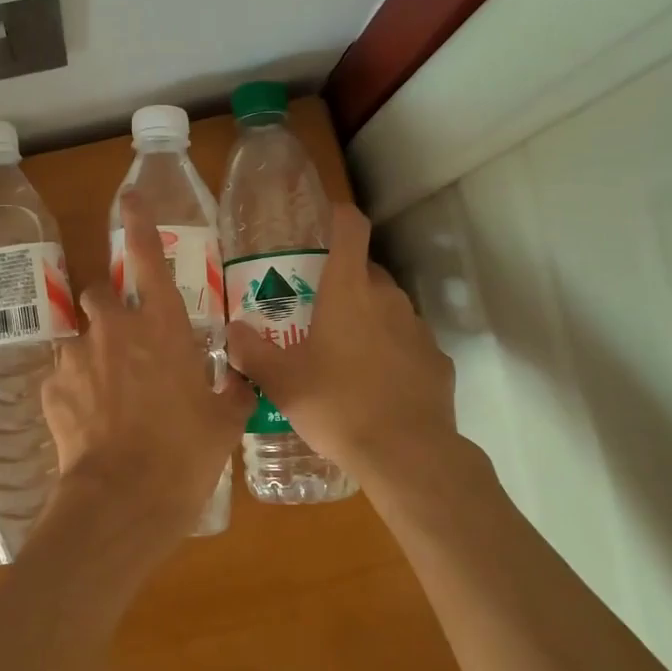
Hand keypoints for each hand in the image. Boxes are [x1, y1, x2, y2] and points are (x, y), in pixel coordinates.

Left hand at [41, 196, 254, 561]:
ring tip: (108, 389)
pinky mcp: (53, 389)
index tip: (129, 200)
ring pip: (79, 335)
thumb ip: (234, 390)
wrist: (125, 500)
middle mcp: (116, 329)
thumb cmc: (185, 453)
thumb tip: (240, 380)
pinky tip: (90, 419)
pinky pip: (63, 376)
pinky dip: (76, 388)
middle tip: (127, 340)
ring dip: (93, 350)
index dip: (138, 225)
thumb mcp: (225, 421)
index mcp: (163, 327)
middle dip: (110, 308)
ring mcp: (79, 357)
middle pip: (100, 293)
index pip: (147, 258)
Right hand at [225, 204, 458, 494]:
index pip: (351, 229)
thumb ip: (253, 352)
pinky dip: (393, 353)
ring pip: (389, 308)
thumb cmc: (337, 405)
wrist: (406, 454)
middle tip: (318, 309)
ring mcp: (418, 329)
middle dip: (344, 281)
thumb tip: (234, 333)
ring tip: (345, 353)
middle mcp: (388, 299)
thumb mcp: (282, 382)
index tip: (325, 221)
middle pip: (367, 271)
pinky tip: (378, 385)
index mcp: (348, 291)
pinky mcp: (438, 361)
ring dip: (369, 318)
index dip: (339, 216)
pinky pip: (409, 345)